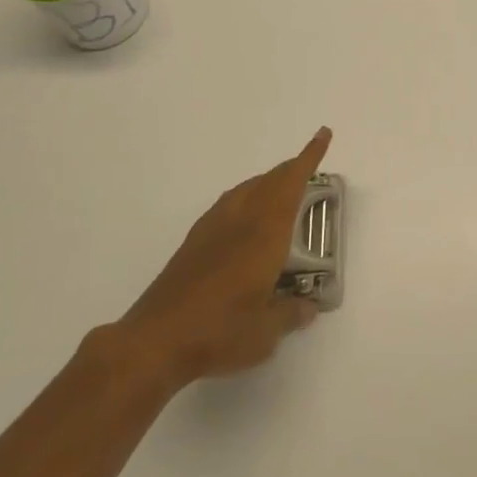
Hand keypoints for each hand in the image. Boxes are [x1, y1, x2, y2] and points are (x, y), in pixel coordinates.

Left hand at [120, 127, 331, 386]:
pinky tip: (245, 220)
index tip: (322, 134)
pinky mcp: (193, 243)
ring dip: (267, 182)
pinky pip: (228, 204)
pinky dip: (245, 198)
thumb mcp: (266, 332)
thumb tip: (307, 306)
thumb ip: (291, 314)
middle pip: (269, 181)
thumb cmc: (219, 331)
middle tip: (309, 171)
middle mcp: (239, 220)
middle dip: (291, 170)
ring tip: (280, 192)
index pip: (291, 184)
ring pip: (246, 189)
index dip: (308, 158)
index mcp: (264, 232)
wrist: (154, 341)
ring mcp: (212, 229)